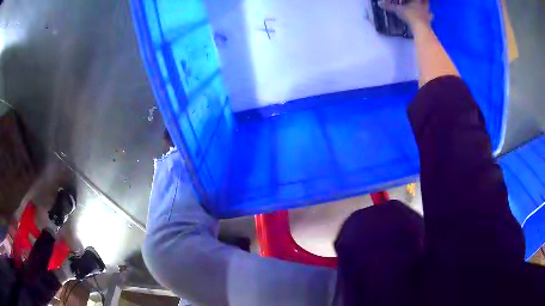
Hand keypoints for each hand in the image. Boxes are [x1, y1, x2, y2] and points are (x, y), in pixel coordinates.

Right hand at [379, 0, 431, 29]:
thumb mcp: (398, 10)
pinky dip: (429, 18)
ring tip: (426, 9)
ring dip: (428, 9)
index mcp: (416, 1)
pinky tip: (427, 19)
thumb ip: (390, 7)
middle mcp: (423, 7)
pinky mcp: (429, 23)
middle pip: (425, 1)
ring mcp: (427, 15)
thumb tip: (380, 4)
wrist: (421, 29)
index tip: (411, 0)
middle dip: (424, 1)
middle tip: (422, 1)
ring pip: (429, 10)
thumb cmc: (411, 16)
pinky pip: (430, 19)